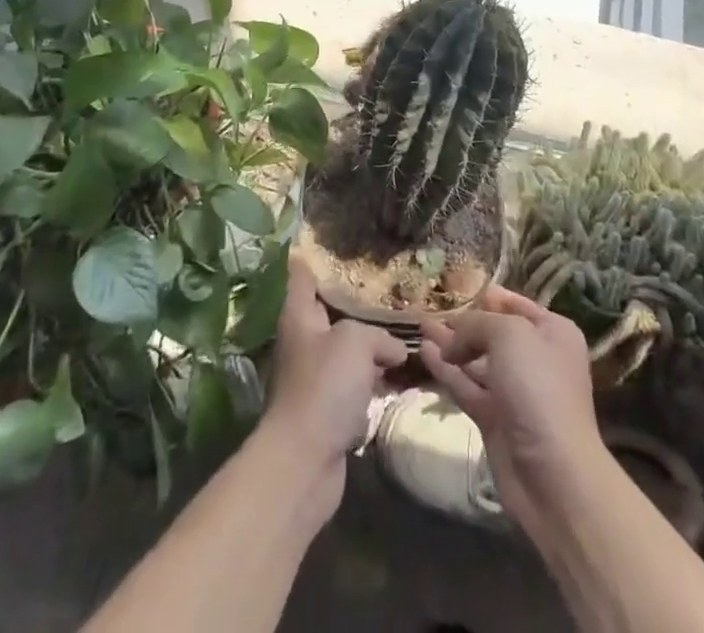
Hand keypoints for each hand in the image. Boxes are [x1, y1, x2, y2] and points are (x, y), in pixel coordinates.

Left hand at [258, 254, 406, 512]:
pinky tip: (399, 377)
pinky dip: (374, 381)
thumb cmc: (325, 387)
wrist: (305, 462)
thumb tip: (392, 350)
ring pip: (347, 350)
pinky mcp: (328, 410)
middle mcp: (303, 341)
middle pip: (330, 312)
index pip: (303, 274)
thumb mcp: (355, 342)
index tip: (337, 241)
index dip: (316, 255)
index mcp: (299, 316)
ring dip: (371, 347)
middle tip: (390, 288)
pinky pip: (355, 385)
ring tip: (404, 331)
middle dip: (358, 303)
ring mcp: (314, 377)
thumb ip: (377, 335)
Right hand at [418, 286, 609, 542]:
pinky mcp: (495, 420)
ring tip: (420, 326)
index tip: (457, 287)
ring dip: (450, 344)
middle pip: (493, 333)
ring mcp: (515, 392)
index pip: (515, 304)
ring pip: (476, 360)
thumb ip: (476, 324)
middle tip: (431, 308)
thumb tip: (451, 339)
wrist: (554, 475)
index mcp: (552, 333)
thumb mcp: (509, 335)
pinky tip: (425, 353)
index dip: (487, 297)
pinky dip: (447, 370)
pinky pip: (467, 386)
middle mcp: (536, 358)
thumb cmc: (538, 388)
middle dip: (463, 322)